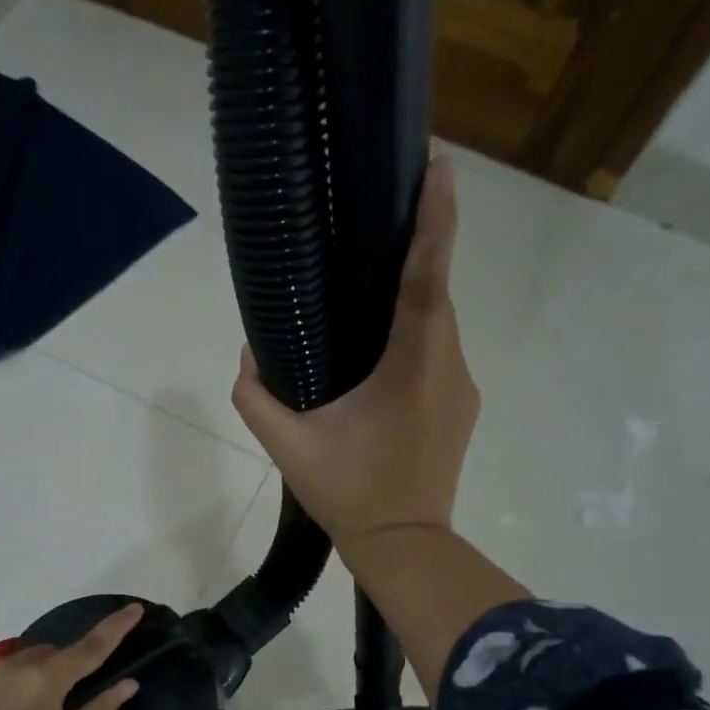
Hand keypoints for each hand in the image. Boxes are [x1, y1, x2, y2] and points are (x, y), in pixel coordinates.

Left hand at [0, 603, 143, 709]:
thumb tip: (128, 684)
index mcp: (43, 681)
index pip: (88, 648)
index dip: (115, 628)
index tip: (134, 609)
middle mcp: (6, 670)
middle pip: (43, 655)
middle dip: (57, 668)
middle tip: (63, 699)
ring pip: (8, 669)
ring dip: (22, 682)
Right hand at [232, 155, 475, 560]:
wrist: (403, 546)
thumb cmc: (348, 493)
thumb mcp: (287, 446)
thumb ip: (256, 396)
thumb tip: (247, 355)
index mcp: (412, 363)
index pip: (428, 274)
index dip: (435, 215)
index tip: (438, 163)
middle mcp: (448, 365)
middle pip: (436, 295)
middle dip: (416, 252)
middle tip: (382, 221)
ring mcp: (461, 388)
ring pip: (438, 328)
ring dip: (411, 303)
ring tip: (370, 291)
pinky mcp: (460, 408)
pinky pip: (437, 356)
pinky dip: (415, 339)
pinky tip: (381, 353)